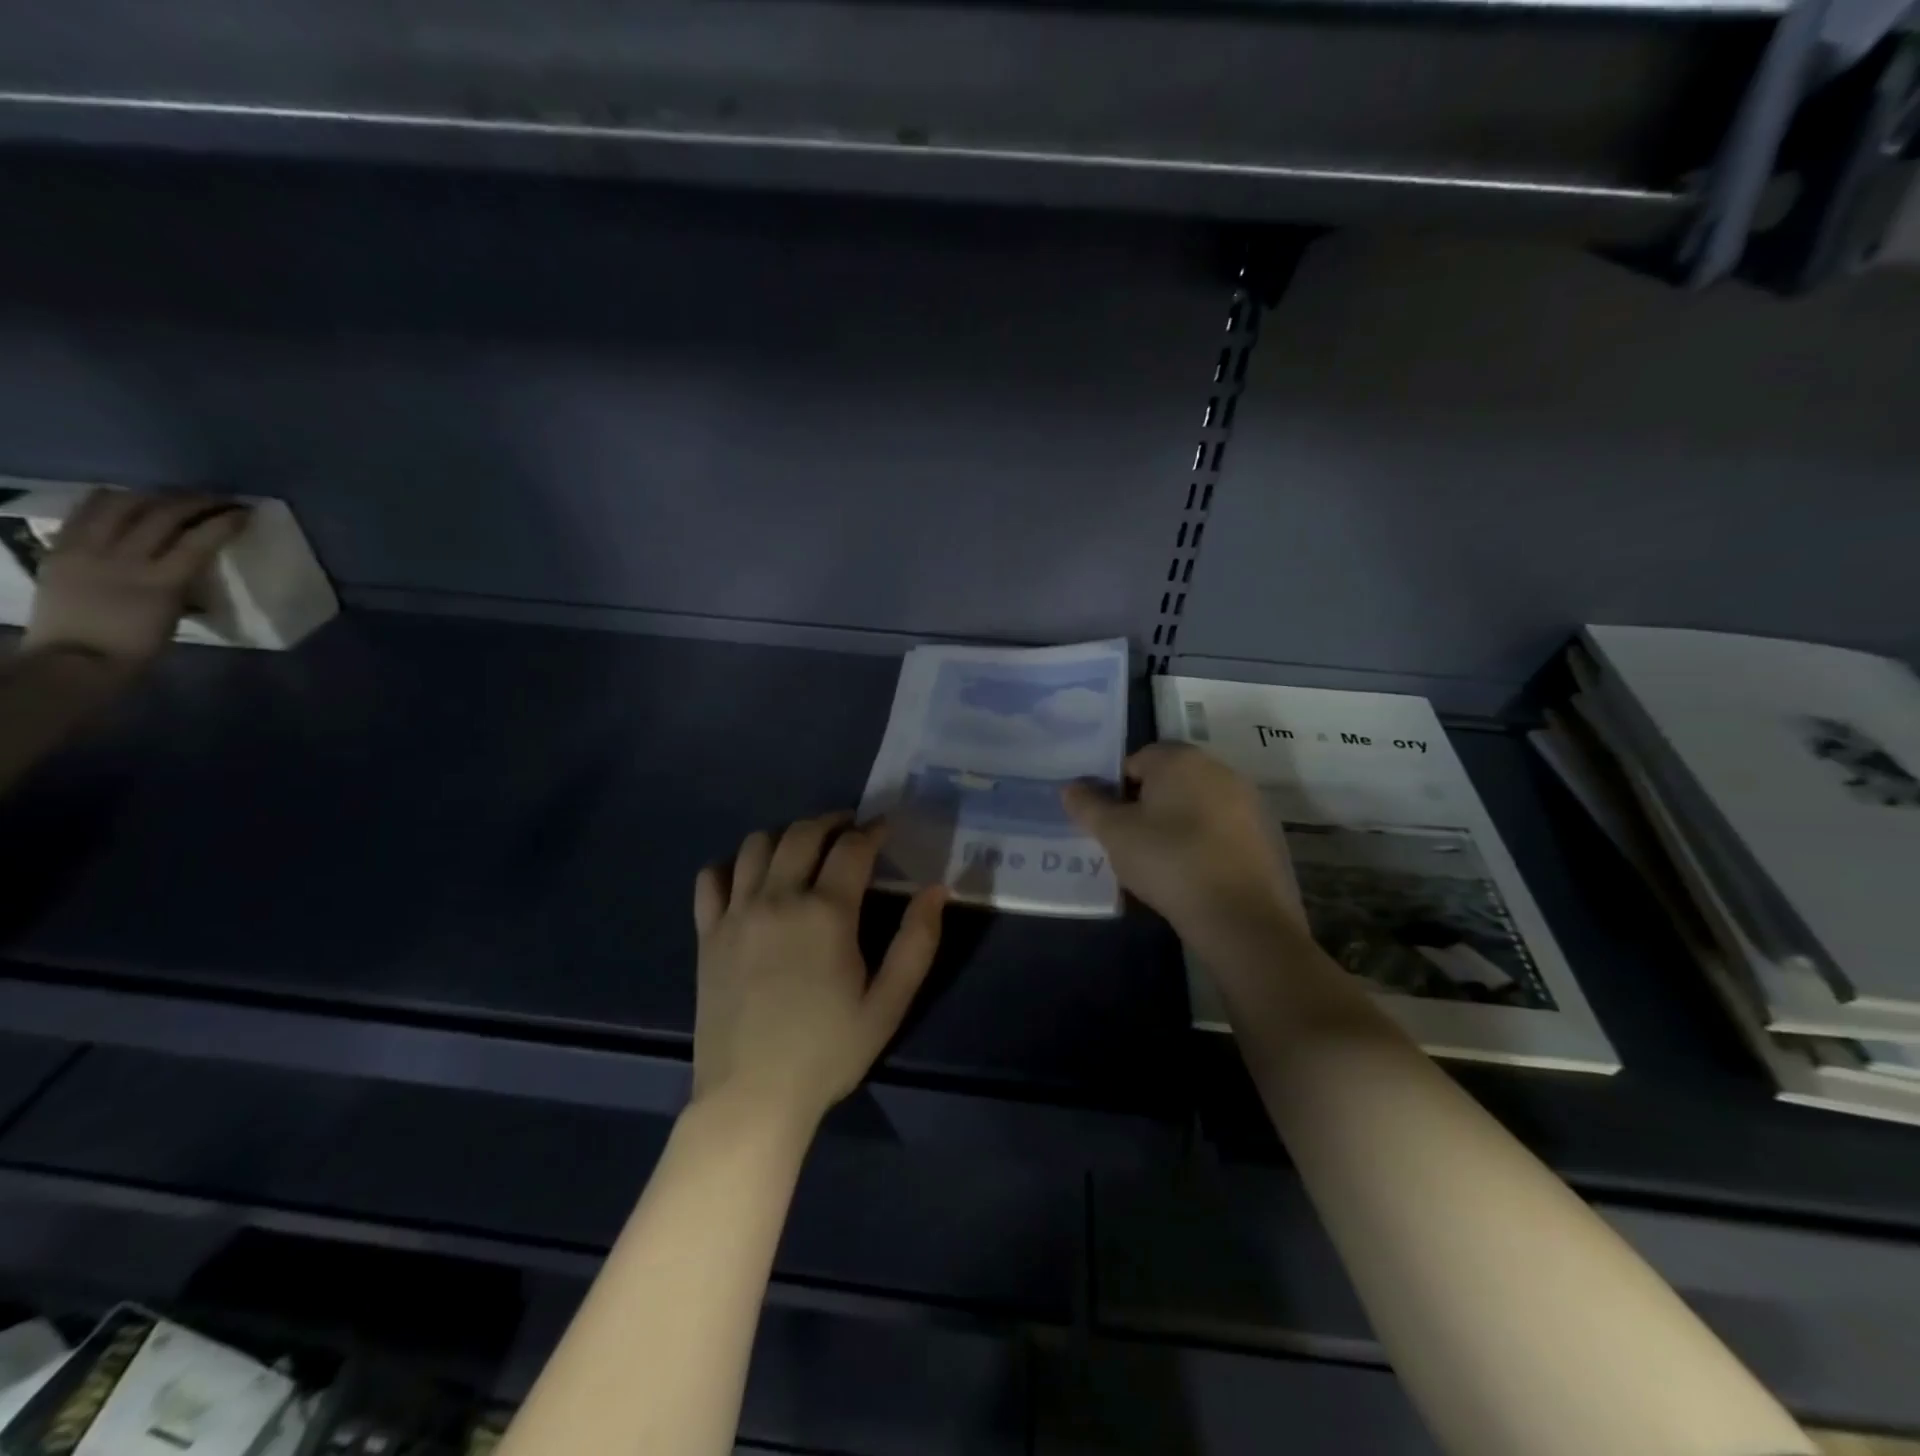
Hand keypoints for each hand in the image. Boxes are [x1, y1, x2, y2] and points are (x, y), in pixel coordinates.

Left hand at [25, 489, 248, 668]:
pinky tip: (126, 500)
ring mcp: (86, 550)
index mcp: (160, 582)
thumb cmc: (137, 647)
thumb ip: (182, 584)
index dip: (224, 522)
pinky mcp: (61, 549)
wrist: (75, 661)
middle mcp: (122, 558)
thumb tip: (196, 563)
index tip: (245, 513)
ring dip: (152, 496)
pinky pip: (85, 513)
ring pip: (120, 505)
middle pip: (161, 515)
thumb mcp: (173, 615)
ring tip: (171, 497)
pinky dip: (109, 501)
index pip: (199, 540)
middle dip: (194, 502)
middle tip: (217, 499)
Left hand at [692, 813, 946, 1130]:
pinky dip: (731, 866)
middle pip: (803, 833)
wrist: (753, 1097)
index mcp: (826, 913)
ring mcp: (737, 913)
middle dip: (831, 821)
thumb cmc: (828, 1052)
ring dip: (785, 835)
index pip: (852, 848)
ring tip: (803, 849)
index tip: (885, 827)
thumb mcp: (888, 1003)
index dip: (872, 830)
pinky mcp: (707, 934)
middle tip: (849, 830)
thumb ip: (917, 942)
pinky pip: (711, 878)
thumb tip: (936, 890)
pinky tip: (750, 879)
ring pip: (756, 845)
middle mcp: (779, 899)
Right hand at [1064, 743, 1302, 936]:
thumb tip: (1071, 787)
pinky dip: (1206, 844)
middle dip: (1148, 805)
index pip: (1137, 760)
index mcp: (1180, 759)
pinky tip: (1196, 876)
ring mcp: (1249, 802)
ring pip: (1198, 805)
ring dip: (1178, 824)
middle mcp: (1219, 769)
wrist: (1242, 917)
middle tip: (1132, 843)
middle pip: (1170, 780)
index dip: (1117, 790)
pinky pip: (1223, 830)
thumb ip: (1088, 805)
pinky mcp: (1268, 835)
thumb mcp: (1114, 834)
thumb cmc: (1169, 861)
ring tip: (1162, 863)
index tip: (1111, 824)